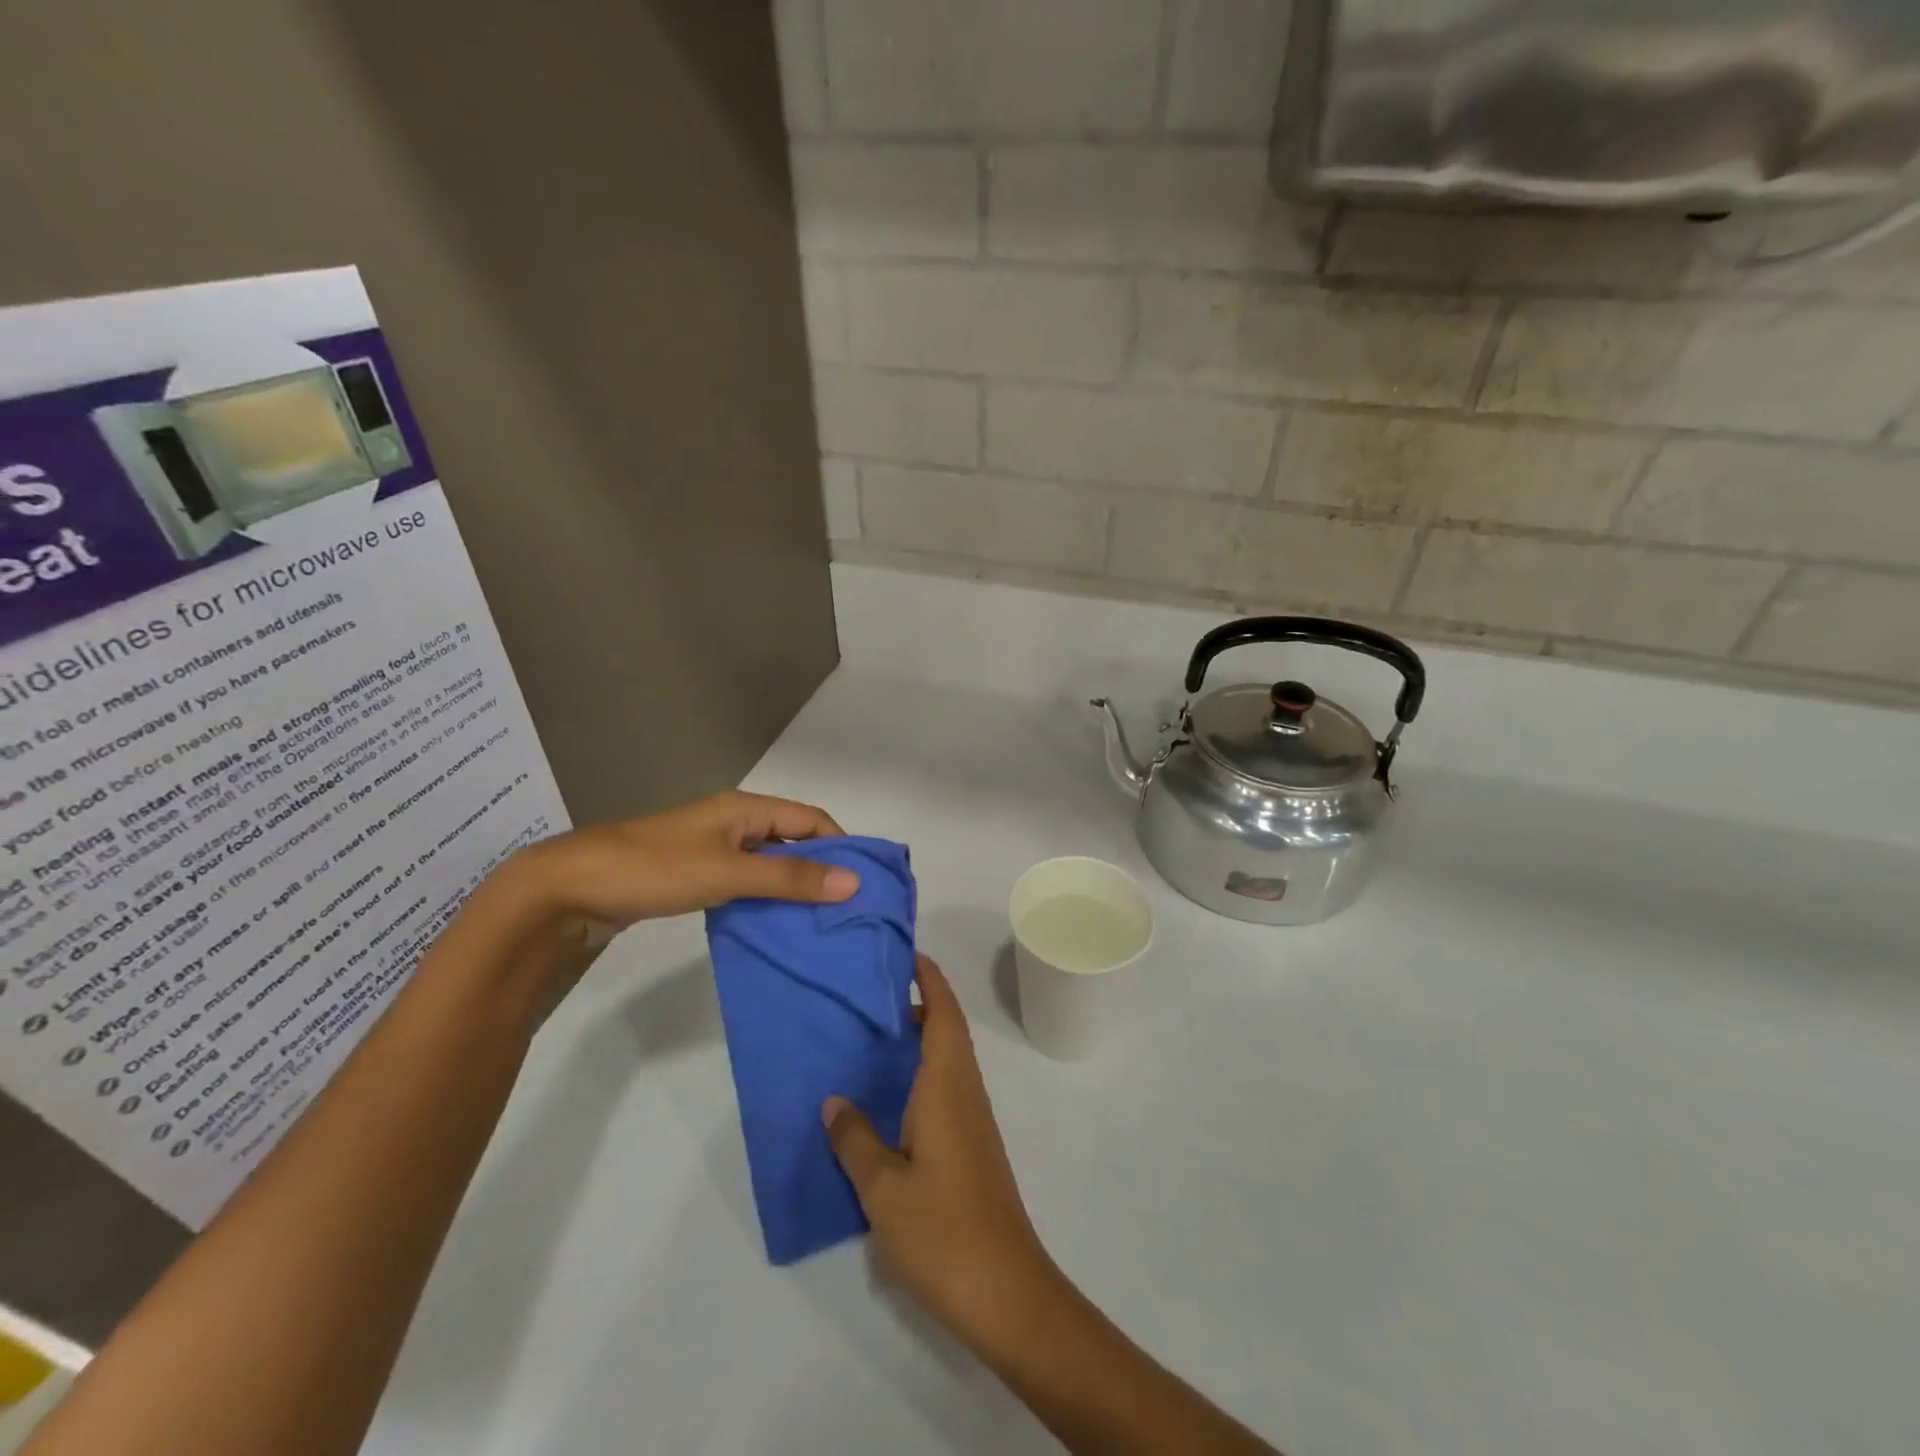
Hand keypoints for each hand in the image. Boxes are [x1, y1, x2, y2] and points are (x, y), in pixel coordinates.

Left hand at [514, 790, 856, 925]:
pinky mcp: (695, 876)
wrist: (570, 888)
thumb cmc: (656, 868)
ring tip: (821, 924)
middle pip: (792, 841)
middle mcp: (734, 823)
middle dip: (821, 870)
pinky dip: (765, 901)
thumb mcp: (729, 872)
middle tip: (848, 910)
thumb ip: (790, 879)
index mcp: (745, 809)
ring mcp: (713, 850)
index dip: (841, 845)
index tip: (864, 883)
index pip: (811, 820)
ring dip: (794, 888)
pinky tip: (776, 927)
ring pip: (769, 865)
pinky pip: (745, 883)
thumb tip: (853, 882)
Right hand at [824, 955, 1060, 1350]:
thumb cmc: (943, 1229)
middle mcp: (965, 1091)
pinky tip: (891, 1098)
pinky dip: (922, 1074)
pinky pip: (947, 1089)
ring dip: (919, 1039)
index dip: (929, 979)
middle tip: (871, 996)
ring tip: (872, 1037)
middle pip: (946, 1030)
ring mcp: (973, 1120)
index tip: (905, 955)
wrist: (1006, 1291)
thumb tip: (834, 1100)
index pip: (943, 1013)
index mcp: (947, 1085)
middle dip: (918, 1004)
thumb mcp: (883, 1188)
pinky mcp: (973, 1146)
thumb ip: (855, 1139)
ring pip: (947, 1060)